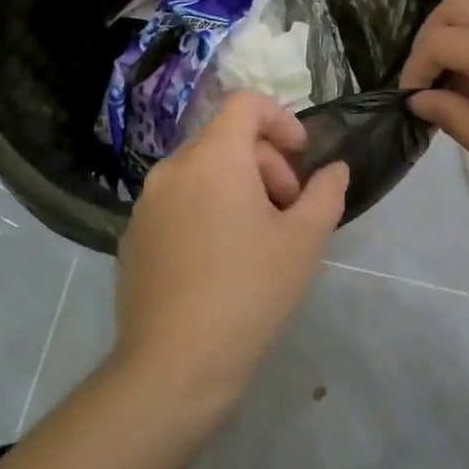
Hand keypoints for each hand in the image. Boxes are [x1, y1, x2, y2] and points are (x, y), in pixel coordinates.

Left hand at [113, 92, 348, 413]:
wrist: (175, 364)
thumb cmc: (250, 290)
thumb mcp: (305, 240)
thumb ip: (326, 193)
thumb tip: (334, 170)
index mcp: (213, 157)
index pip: (245, 103)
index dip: (281, 119)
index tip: (302, 157)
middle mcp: (172, 169)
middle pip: (226, 140)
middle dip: (266, 164)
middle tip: (288, 211)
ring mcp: (146, 204)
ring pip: (202, 173)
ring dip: (238, 188)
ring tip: (259, 239)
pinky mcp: (134, 237)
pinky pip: (178, 203)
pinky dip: (207, 211)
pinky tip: (221, 263)